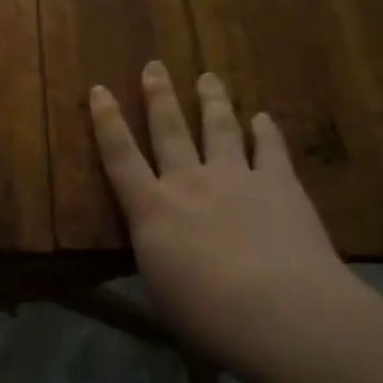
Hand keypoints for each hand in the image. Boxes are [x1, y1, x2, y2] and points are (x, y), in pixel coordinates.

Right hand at [89, 62, 355, 375]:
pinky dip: (266, 131)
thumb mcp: (163, 293)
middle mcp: (190, 183)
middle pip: (169, 129)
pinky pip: (271, 149)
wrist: (283, 314)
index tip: (99, 88)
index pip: (120, 157)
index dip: (107, 121)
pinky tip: (263, 117)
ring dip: (212, 100)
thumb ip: (159, 258)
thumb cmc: (209, 317)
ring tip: (208, 77)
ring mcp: (237, 178)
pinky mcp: (280, 185)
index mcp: (153, 211)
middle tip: (154, 65)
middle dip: (159, 95)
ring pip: (220, 128)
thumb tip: (158, 247)